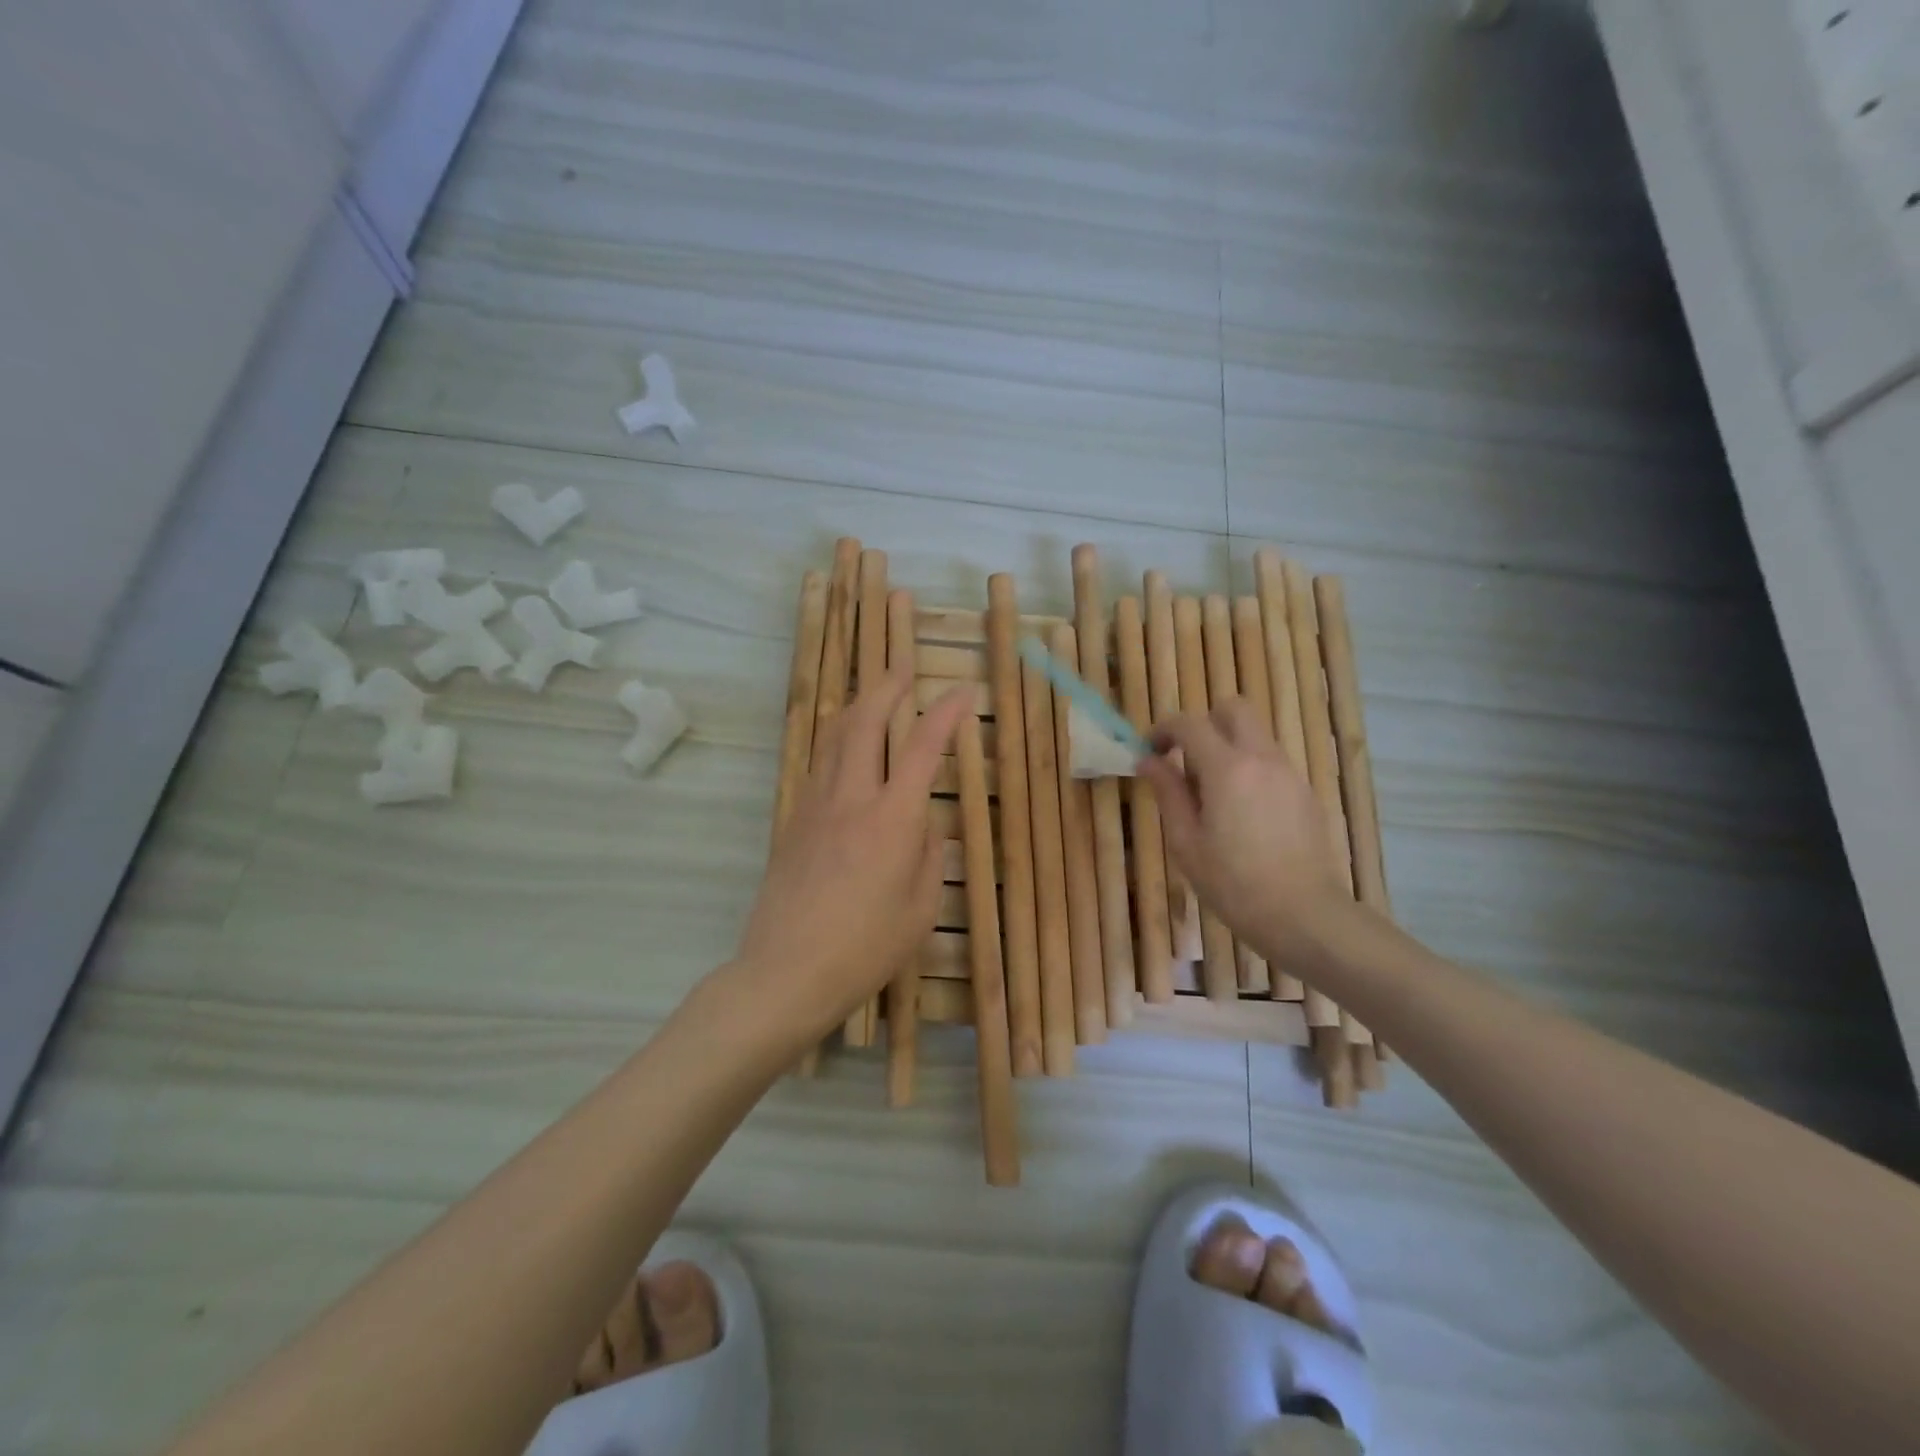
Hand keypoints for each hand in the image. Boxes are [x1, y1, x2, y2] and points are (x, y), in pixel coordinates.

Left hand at [731, 671, 971, 1043]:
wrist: (784, 973)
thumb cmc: (864, 950)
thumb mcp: (920, 911)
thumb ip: (929, 857)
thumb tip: (925, 825)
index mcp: (892, 820)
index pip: (923, 748)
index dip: (946, 713)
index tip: (964, 692)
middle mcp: (851, 798)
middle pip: (865, 721)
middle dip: (887, 684)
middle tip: (903, 664)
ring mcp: (815, 806)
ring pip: (834, 736)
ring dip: (857, 706)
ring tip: (875, 694)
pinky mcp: (793, 821)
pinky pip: (819, 764)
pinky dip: (839, 740)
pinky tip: (848, 748)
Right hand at [1138, 699, 1354, 964]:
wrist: (1304, 916)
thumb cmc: (1234, 884)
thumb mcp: (1186, 842)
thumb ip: (1167, 792)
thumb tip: (1148, 760)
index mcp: (1227, 768)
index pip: (1189, 723)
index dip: (1163, 729)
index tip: (1150, 751)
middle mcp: (1261, 758)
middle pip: (1234, 708)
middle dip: (1204, 723)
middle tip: (1186, 759)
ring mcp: (1289, 774)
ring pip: (1255, 735)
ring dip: (1228, 747)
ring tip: (1212, 794)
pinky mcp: (1305, 793)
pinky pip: (1271, 762)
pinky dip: (1249, 769)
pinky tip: (1242, 814)